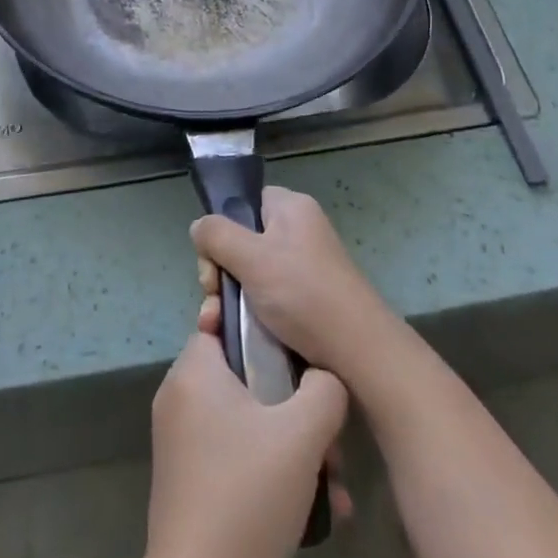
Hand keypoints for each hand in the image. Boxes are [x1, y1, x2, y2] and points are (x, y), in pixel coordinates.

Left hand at [141, 332, 348, 557]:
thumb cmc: (248, 494)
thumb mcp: (302, 434)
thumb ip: (324, 390)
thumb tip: (325, 378)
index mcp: (194, 371)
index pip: (222, 322)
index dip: (260, 329)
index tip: (295, 349)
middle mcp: (179, 397)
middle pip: (243, 376)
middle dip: (292, 403)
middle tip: (327, 436)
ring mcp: (180, 440)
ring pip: (245, 421)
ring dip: (290, 445)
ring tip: (332, 483)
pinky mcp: (187, 479)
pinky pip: (234, 453)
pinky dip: (268, 468)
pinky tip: (312, 507)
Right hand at [192, 186, 395, 382]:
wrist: (358, 354)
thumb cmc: (303, 294)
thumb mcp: (252, 258)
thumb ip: (217, 235)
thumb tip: (199, 227)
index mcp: (291, 209)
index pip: (244, 203)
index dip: (222, 229)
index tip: (214, 263)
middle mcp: (298, 232)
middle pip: (241, 241)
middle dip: (219, 273)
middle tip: (213, 300)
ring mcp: (302, 268)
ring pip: (248, 274)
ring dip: (228, 300)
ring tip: (217, 327)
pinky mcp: (305, 301)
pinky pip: (265, 298)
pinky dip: (248, 315)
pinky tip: (233, 336)